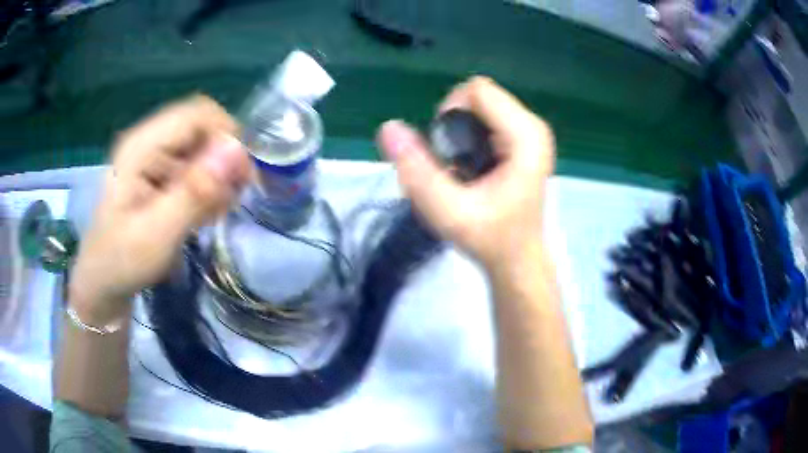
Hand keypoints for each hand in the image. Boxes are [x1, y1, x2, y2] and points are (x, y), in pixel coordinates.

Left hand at [69, 96, 250, 323]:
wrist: (102, 282)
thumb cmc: (122, 262)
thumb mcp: (158, 234)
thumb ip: (194, 192)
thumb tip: (236, 151)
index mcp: (142, 145)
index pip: (199, 114)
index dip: (226, 137)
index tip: (240, 179)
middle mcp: (149, 142)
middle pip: (203, 128)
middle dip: (224, 160)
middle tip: (231, 200)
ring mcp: (153, 157)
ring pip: (202, 148)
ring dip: (217, 177)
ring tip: (215, 213)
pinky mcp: (157, 174)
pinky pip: (194, 167)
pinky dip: (207, 187)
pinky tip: (204, 214)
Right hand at [377, 77, 554, 271]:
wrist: (518, 259)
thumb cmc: (489, 239)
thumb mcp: (448, 210)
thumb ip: (416, 169)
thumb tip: (389, 128)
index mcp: (525, 136)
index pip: (477, 90)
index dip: (450, 112)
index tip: (446, 150)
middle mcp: (534, 127)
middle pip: (479, 96)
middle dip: (454, 123)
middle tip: (452, 162)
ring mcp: (532, 133)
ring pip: (482, 106)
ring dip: (460, 131)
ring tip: (461, 168)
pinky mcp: (525, 141)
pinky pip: (488, 118)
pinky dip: (470, 136)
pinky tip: (472, 167)